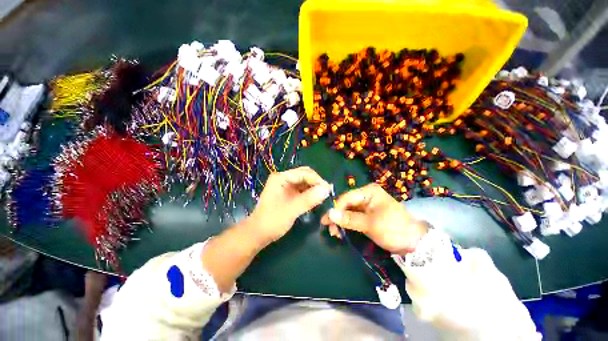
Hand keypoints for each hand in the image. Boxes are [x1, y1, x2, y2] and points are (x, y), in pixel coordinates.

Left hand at [247, 167, 330, 245]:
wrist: (258, 234)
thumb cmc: (272, 221)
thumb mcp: (292, 209)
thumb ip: (309, 199)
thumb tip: (327, 189)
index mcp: (281, 178)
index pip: (303, 173)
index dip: (317, 180)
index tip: (328, 190)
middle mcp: (283, 178)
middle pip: (304, 175)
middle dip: (316, 182)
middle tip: (326, 193)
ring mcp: (285, 186)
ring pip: (304, 182)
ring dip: (314, 188)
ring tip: (323, 197)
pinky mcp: (288, 193)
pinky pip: (302, 189)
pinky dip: (310, 193)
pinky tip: (315, 199)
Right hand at [321, 183, 427, 253]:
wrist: (414, 243)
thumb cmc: (393, 229)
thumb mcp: (370, 224)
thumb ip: (349, 219)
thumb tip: (330, 214)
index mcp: (369, 192)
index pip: (347, 198)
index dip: (336, 208)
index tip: (327, 220)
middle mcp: (366, 195)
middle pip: (346, 204)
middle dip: (337, 216)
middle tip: (328, 228)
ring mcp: (366, 205)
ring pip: (348, 211)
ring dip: (340, 221)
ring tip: (334, 233)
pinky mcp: (367, 214)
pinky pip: (353, 216)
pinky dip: (347, 224)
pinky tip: (342, 231)